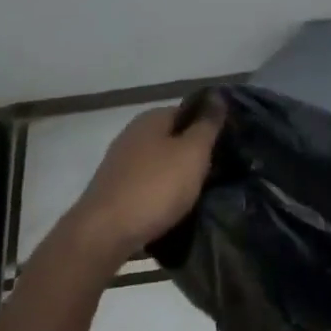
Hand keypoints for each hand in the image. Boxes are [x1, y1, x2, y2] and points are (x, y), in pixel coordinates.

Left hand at [62, 96, 222, 268]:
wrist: (103, 235)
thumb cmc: (155, 187)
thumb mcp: (193, 152)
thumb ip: (207, 124)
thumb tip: (218, 94)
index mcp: (151, 119)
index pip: (188, 112)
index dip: (209, 126)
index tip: (227, 145)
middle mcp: (132, 135)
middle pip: (173, 138)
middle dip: (194, 153)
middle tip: (218, 170)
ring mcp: (120, 164)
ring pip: (161, 164)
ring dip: (179, 175)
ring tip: (200, 193)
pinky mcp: (114, 192)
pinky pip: (148, 185)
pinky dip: (162, 194)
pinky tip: (173, 208)